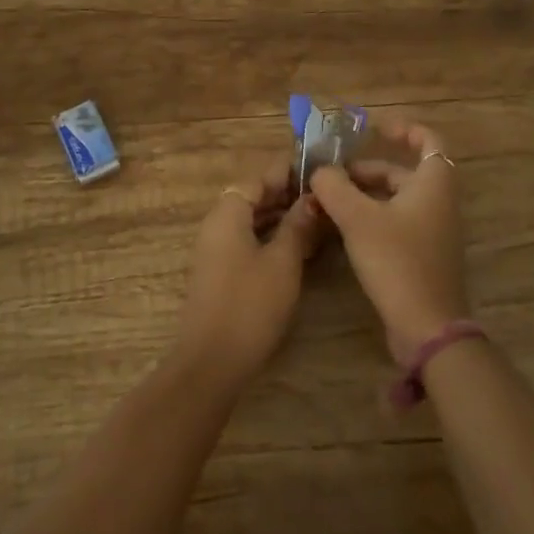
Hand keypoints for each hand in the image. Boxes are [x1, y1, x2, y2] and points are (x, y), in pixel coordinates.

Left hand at [175, 159, 327, 388]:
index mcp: (227, 213)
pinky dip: (270, 238)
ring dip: (280, 218)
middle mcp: (217, 225)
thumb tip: (311, 199)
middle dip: (286, 196)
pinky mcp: (220, 273)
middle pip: (252, 198)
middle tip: (322, 197)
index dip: (286, 173)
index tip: (316, 171)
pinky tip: (297, 248)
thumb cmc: (250, 304)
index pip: (258, 178)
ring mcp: (215, 250)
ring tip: (317, 220)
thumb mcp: (283, 261)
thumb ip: (297, 226)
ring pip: (251, 221)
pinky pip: (247, 242)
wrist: (211, 361)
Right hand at [308, 118, 468, 362]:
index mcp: (432, 184)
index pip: (428, 140)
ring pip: (396, 198)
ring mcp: (432, 231)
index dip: (403, 129)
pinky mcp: (422, 255)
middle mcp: (437, 202)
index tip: (374, 128)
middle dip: (366, 169)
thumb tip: (320, 170)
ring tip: (328, 200)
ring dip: (364, 194)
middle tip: (331, 175)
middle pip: (402, 171)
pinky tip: (342, 228)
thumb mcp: (358, 219)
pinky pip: (396, 222)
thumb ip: (335, 187)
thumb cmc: (397, 261)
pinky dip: (371, 216)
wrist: (427, 327)